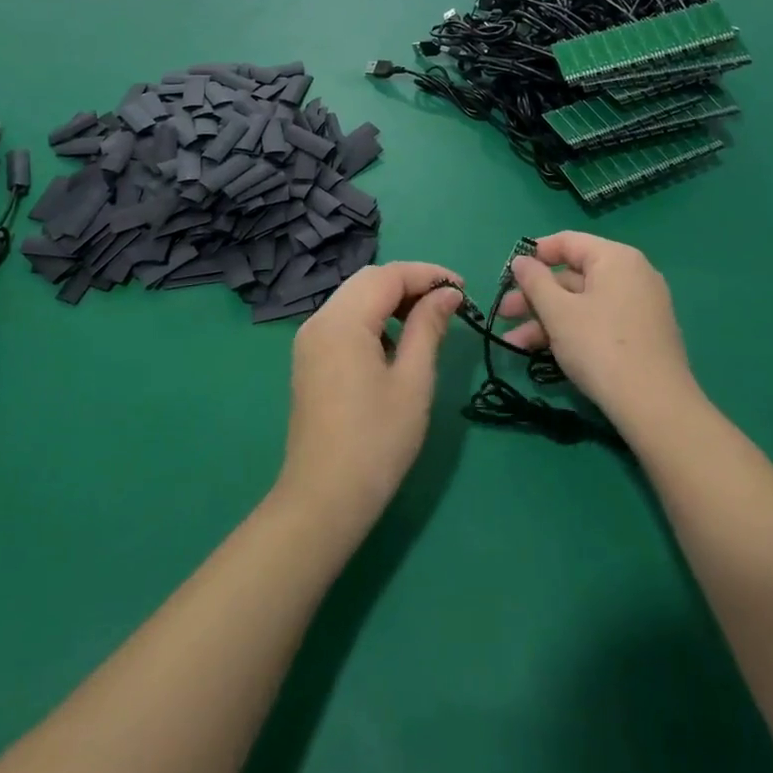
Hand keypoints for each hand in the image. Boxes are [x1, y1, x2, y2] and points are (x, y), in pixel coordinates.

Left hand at [277, 262, 464, 535]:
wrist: (324, 499)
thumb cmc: (377, 441)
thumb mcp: (413, 381)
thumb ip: (429, 328)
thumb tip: (447, 293)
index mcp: (343, 320)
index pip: (388, 275)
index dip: (428, 274)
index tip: (463, 288)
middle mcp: (319, 320)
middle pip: (368, 280)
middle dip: (409, 283)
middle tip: (448, 302)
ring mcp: (309, 340)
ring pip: (354, 298)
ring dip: (391, 300)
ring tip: (428, 320)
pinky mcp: (309, 359)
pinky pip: (344, 320)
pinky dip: (373, 318)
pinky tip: (395, 342)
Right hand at [499, 232, 695, 426]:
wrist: (655, 407)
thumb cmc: (600, 347)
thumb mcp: (558, 312)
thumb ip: (535, 281)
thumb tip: (521, 260)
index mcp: (616, 258)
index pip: (568, 242)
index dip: (534, 254)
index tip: (508, 273)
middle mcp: (632, 275)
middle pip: (572, 276)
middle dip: (534, 296)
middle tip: (503, 314)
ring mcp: (640, 306)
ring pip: (582, 303)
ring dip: (545, 320)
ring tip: (513, 344)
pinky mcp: (641, 335)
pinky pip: (598, 321)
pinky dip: (570, 331)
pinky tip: (542, 353)